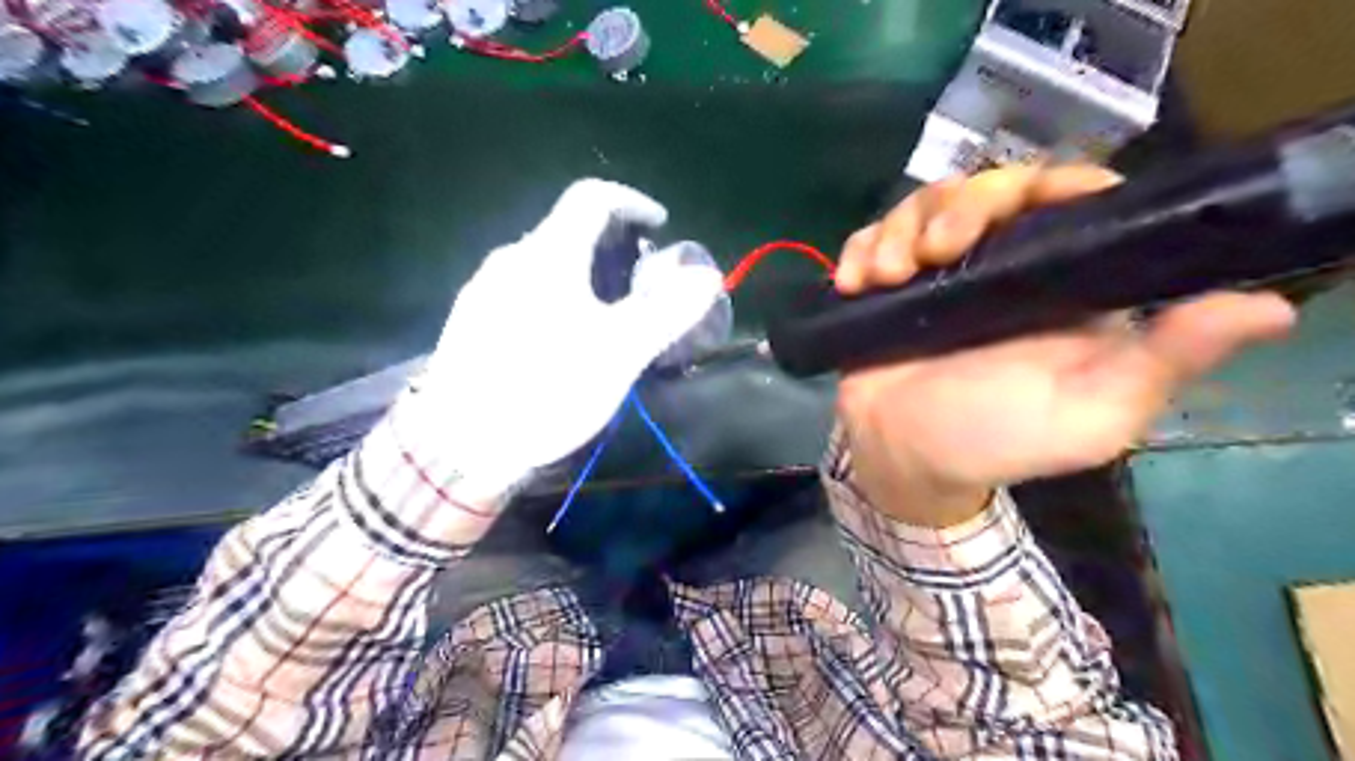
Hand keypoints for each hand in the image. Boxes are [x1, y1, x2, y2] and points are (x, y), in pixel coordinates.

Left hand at [416, 177, 723, 487]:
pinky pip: (522, 291)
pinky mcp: (470, 321)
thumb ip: (667, 310)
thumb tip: (706, 275)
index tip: (660, 224)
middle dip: (612, 246)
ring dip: (582, 274)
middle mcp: (511, 259)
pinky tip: (560, 341)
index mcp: (548, 255)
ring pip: (544, 264)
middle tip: (639, 283)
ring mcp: (483, 290)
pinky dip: (554, 297)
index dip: (632, 201)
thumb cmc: (546, 389)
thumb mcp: (619, 352)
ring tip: (605, 316)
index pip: (591, 198)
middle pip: (567, 231)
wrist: (459, 445)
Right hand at [831, 165, 1294, 524]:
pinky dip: (860, 248)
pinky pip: (872, 238)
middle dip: (957, 206)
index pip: (1069, 199)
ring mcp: (937, 273)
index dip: (1051, 184)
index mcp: (1058, 284)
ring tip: (883, 276)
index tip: (1022, 202)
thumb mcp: (1088, 417)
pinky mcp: (887, 285)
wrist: (904, 462)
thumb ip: (1160, 365)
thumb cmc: (994, 443)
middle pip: (987, 188)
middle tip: (932, 254)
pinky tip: (854, 281)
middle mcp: (1001, 267)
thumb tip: (1265, 309)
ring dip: (899, 228)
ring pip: (925, 204)